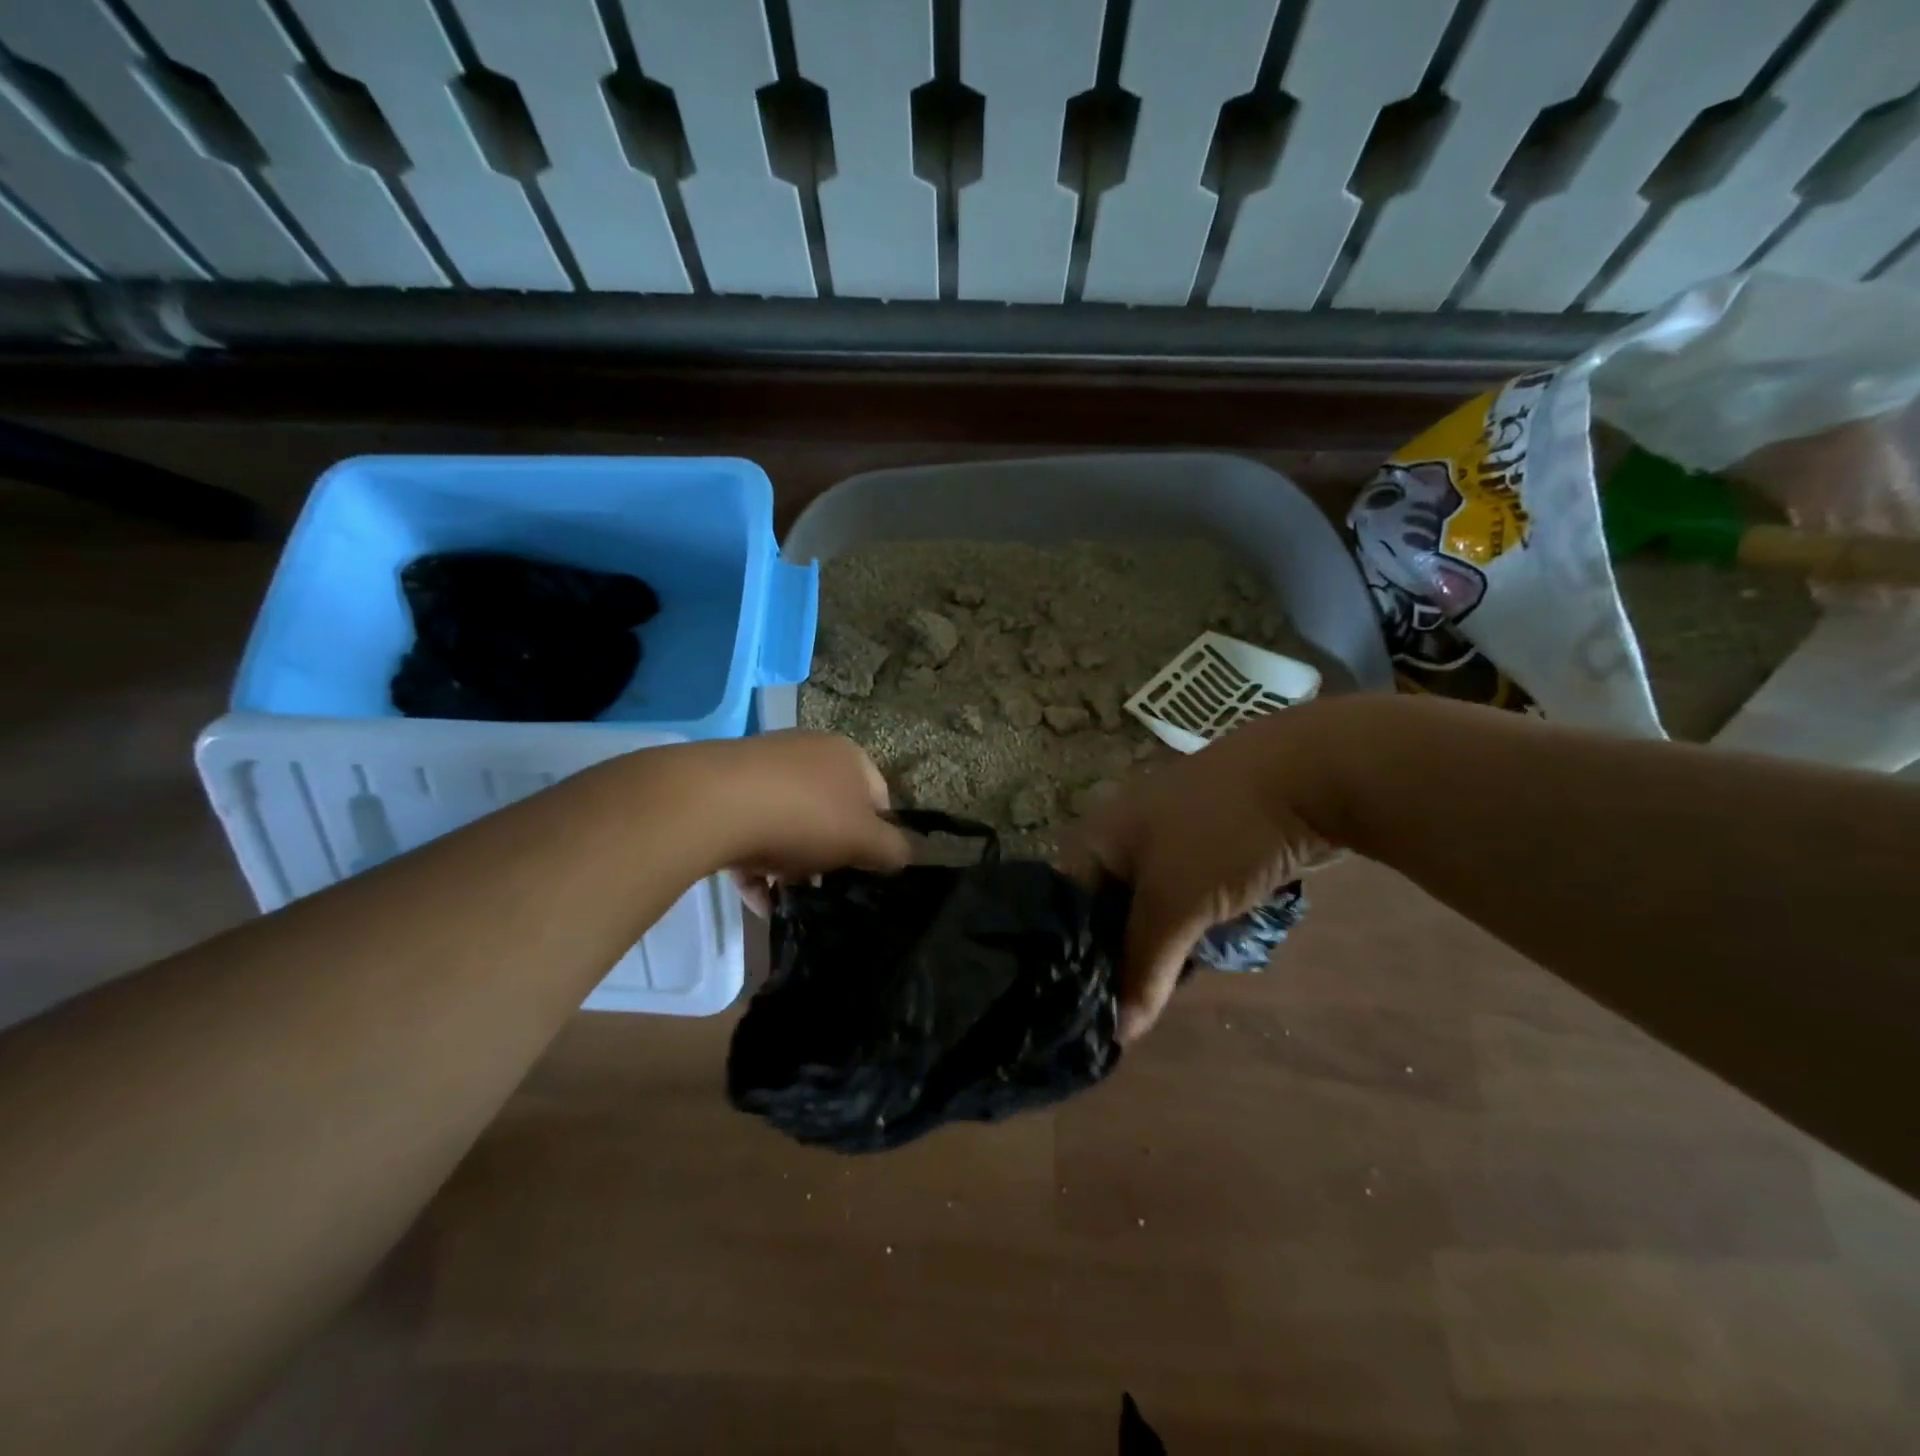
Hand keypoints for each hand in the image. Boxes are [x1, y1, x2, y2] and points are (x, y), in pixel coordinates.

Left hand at [698, 732, 911, 914]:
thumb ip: (893, 850)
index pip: (878, 799)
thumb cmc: (804, 818)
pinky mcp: (725, 786)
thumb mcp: (863, 841)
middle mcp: (808, 752)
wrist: (712, 803)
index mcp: (848, 756)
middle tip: (819, 885)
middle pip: (830, 812)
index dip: (876, 838)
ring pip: (789, 822)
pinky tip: (755, 899)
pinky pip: (751, 827)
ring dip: (789, 864)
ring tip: (782, 898)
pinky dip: (756, 863)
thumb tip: (902, 854)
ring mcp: (763, 766)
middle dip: (827, 854)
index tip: (861, 870)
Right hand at [1061, 718, 1343, 1041]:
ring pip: (1142, 913)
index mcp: (1093, 841)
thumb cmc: (1219, 834)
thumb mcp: (1174, 904)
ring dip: (1151, 950)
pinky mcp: (1202, 856)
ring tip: (1154, 998)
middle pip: (1100, 916)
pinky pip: (1177, 905)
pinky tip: (1189, 965)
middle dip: (1113, 962)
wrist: (1306, 777)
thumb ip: (1143, 969)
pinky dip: (1181, 933)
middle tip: (1119, 1015)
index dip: (1063, 961)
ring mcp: (1162, 846)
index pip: (1058, 911)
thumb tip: (1119, 1035)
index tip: (1075, 1012)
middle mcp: (1117, 843)